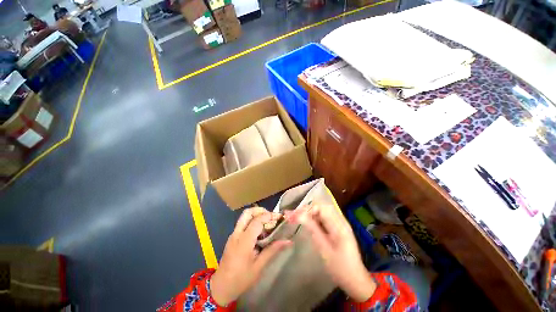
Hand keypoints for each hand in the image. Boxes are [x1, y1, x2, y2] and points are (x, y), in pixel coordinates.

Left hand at [210, 207, 291, 305]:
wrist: (220, 287)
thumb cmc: (241, 279)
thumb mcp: (259, 266)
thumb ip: (272, 250)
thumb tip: (288, 241)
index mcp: (244, 241)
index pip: (257, 220)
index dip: (269, 216)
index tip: (279, 217)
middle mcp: (237, 233)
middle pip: (248, 212)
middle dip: (261, 211)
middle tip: (271, 217)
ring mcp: (233, 234)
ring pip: (245, 216)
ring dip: (257, 215)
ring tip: (267, 223)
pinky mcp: (233, 237)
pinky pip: (243, 223)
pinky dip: (253, 221)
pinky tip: (260, 232)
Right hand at [289, 204, 375, 301]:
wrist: (355, 279)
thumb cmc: (339, 266)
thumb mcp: (324, 248)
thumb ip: (312, 228)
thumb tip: (299, 215)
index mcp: (339, 225)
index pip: (321, 207)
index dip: (307, 209)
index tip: (295, 215)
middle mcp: (340, 221)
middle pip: (322, 207)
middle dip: (308, 210)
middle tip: (295, 217)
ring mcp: (340, 224)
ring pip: (323, 212)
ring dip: (310, 214)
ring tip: (298, 219)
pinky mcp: (338, 229)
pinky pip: (325, 219)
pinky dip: (315, 219)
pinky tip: (309, 224)